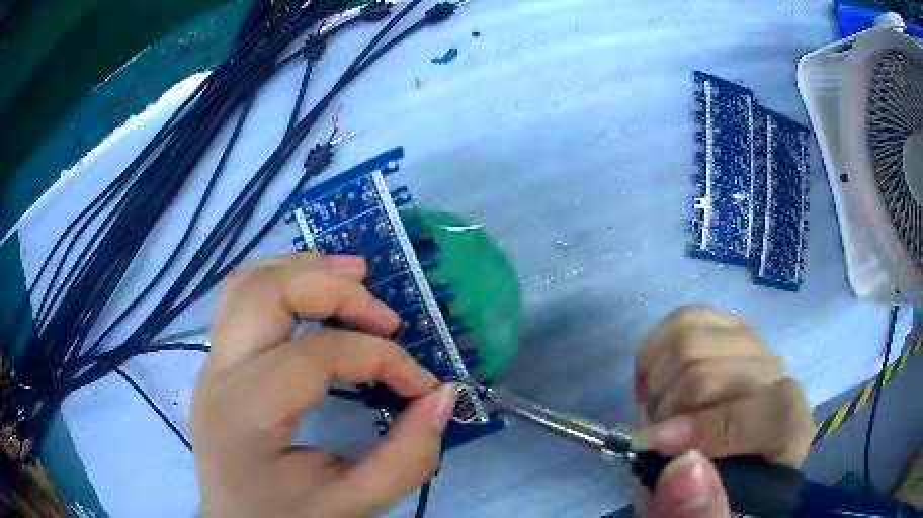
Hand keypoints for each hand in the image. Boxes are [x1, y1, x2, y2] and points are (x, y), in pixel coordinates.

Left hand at [191, 253, 457, 517]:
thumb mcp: (354, 504)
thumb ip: (407, 458)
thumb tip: (443, 395)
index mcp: (245, 414)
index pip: (316, 355)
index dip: (381, 359)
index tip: (422, 385)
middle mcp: (218, 374)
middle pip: (269, 293)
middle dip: (337, 290)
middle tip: (386, 317)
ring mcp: (211, 362)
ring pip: (248, 282)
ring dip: (305, 268)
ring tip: (355, 277)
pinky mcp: (217, 362)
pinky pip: (241, 297)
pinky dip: (281, 279)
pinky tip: (313, 290)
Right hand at [633, 306, 813, 517]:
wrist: (713, 470)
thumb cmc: (714, 498)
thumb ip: (697, 514)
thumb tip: (683, 467)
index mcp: (788, 432)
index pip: (769, 411)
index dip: (709, 427)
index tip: (653, 448)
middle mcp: (779, 378)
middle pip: (713, 371)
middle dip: (665, 412)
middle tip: (653, 443)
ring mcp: (753, 347)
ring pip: (692, 336)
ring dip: (657, 384)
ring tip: (659, 415)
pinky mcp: (726, 329)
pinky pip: (686, 318)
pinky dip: (656, 351)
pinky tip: (657, 382)